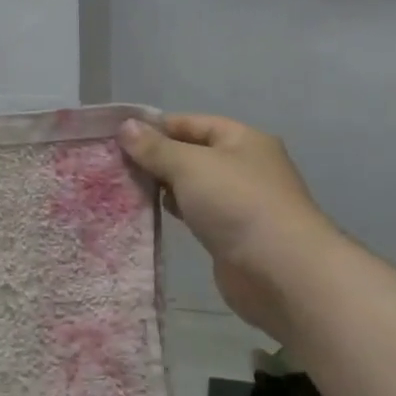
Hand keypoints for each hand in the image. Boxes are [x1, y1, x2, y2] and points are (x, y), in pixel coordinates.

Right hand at [120, 114, 335, 338]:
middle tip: (115, 164)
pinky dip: (175, 210)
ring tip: (124, 187)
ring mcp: (239, 202)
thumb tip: (126, 126)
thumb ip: (155, 147)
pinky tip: (149, 213)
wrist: (281, 272)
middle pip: (190, 153)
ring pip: (192, 185)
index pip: (191, 123)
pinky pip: (196, 213)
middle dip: (155, 158)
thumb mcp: (189, 165)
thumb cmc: (236, 203)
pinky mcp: (231, 234)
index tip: (118, 137)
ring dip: (163, 186)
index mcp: (242, 140)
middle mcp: (244, 166)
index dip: (156, 127)